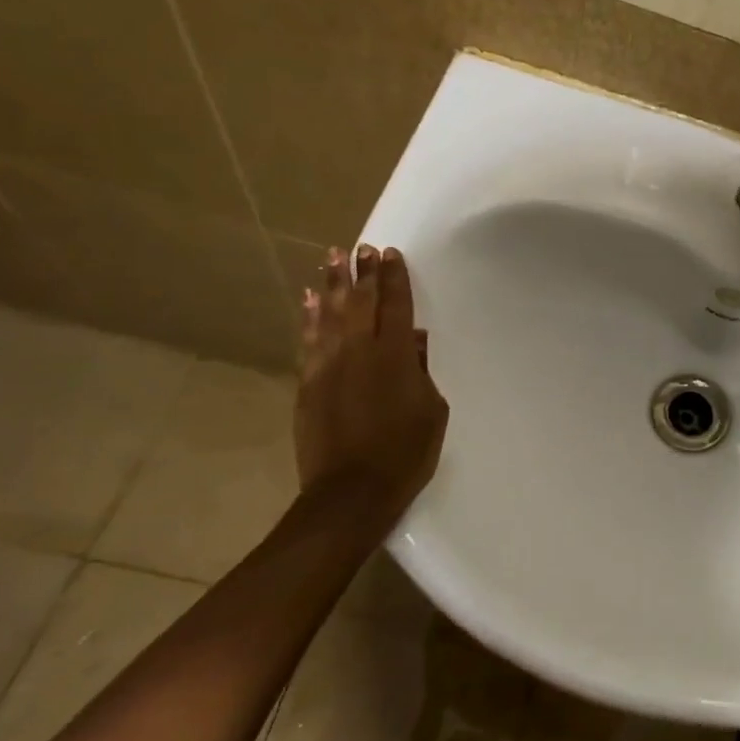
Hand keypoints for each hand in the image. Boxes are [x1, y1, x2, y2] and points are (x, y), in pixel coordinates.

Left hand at [296, 244, 447, 519]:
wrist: (350, 492)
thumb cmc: (405, 452)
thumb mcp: (432, 410)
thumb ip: (423, 370)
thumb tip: (416, 341)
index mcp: (396, 356)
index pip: (396, 305)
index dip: (394, 278)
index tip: (390, 254)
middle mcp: (359, 350)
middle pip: (360, 301)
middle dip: (363, 272)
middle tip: (362, 247)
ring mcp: (328, 365)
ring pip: (329, 313)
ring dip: (331, 284)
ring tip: (332, 258)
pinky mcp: (307, 383)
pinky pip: (308, 339)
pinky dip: (308, 317)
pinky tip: (308, 299)